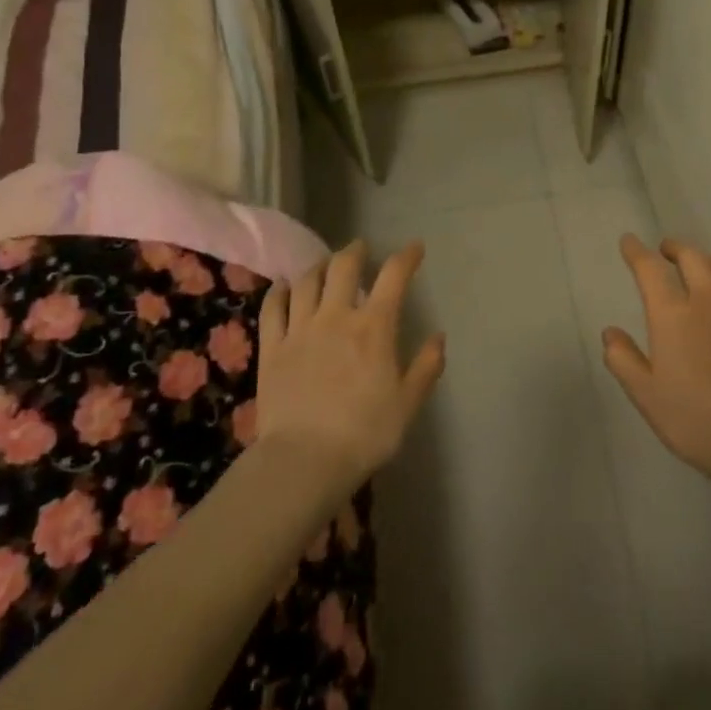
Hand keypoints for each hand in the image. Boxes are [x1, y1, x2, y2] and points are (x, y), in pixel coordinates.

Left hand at [256, 241, 443, 491]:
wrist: (304, 461)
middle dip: (355, 251)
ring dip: (320, 266)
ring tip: (326, 265)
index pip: (394, 276)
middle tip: (361, 248)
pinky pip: (273, 307)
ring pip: (308, 281)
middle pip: (344, 266)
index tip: (415, 248)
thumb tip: (438, 337)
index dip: (406, 256)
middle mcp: (336, 317)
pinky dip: (280, 291)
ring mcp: (300, 329)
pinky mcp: (272, 348)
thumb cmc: (364, 433)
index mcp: (374, 327)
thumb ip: (425, 367)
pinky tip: (285, 286)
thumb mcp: (407, 404)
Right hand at [602, 235, 710, 496]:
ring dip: (708, 260)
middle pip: (691, 256)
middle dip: (674, 248)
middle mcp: (707, 299)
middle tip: (664, 251)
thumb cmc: (692, 419)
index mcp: (672, 314)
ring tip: (700, 268)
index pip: (649, 268)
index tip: (629, 242)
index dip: (636, 251)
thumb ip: (623, 359)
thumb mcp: (645, 395)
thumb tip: (610, 333)